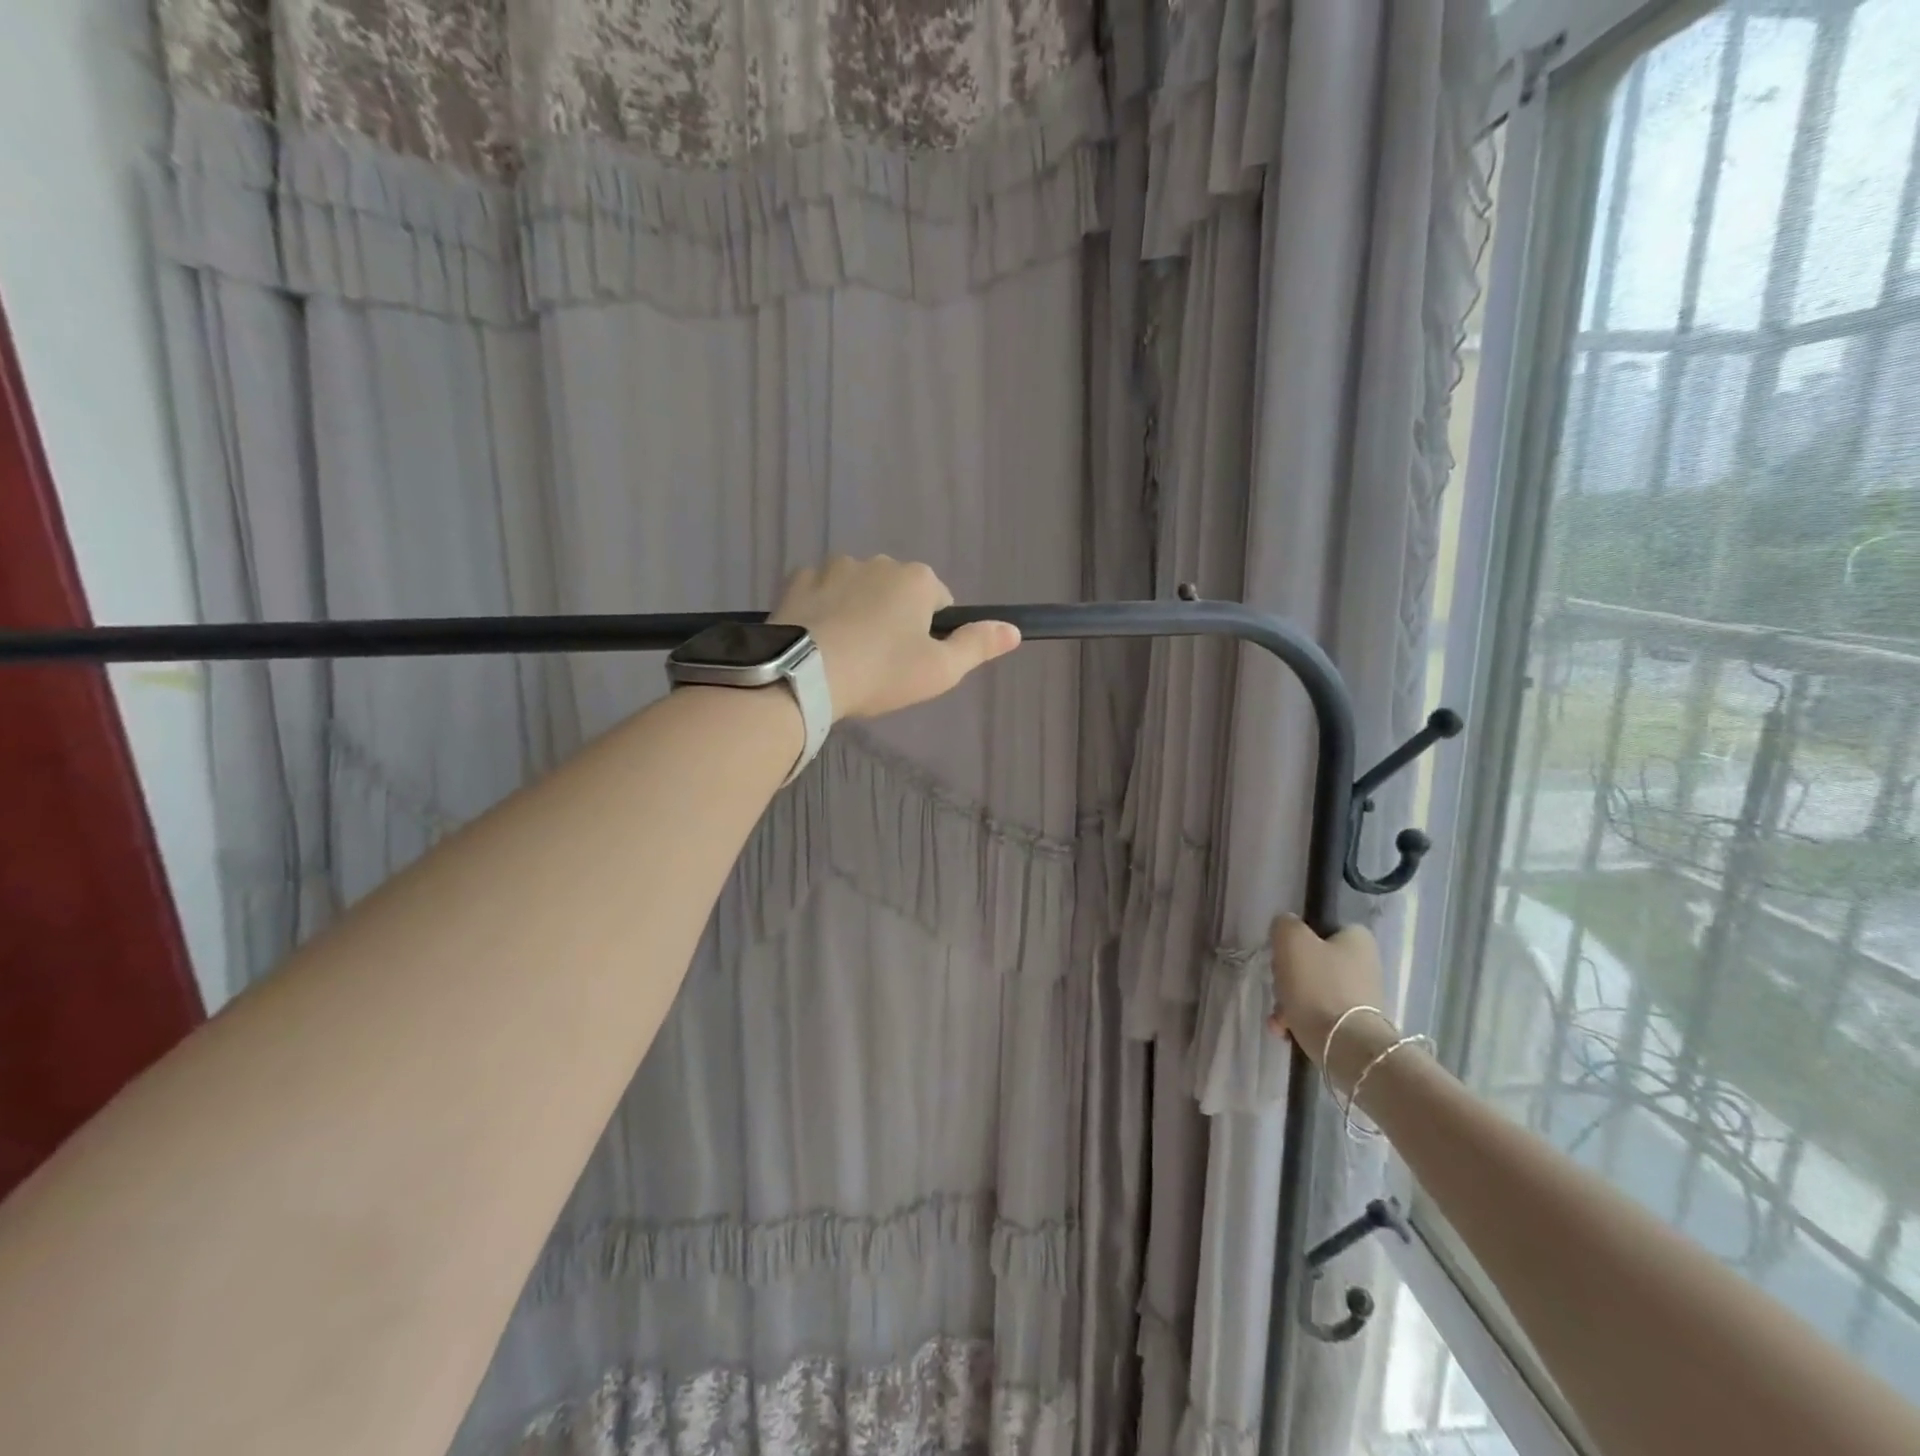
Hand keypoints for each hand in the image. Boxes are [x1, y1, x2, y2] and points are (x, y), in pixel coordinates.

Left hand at [770, 556, 1020, 720]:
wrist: (804, 674)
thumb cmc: (882, 672)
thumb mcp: (941, 670)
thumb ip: (978, 645)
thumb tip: (1014, 629)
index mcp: (917, 579)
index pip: (938, 600)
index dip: (931, 632)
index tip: (914, 660)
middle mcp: (877, 561)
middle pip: (896, 591)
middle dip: (893, 618)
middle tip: (880, 661)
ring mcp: (833, 567)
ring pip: (857, 589)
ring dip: (858, 610)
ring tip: (846, 652)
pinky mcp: (797, 580)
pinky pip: (820, 592)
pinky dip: (823, 609)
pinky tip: (818, 639)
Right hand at [1267, 915, 1387, 1066]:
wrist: (1345, 1046)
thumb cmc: (1318, 984)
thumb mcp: (1291, 940)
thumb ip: (1285, 924)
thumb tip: (1286, 927)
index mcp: (1357, 939)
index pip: (1321, 927)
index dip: (1296, 937)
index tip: (1282, 952)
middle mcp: (1365, 965)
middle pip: (1313, 960)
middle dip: (1288, 974)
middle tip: (1278, 983)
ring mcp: (1361, 997)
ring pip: (1312, 989)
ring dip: (1289, 1000)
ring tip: (1278, 1016)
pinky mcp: (1353, 1024)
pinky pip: (1318, 1014)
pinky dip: (1299, 1019)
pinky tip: (1285, 1030)